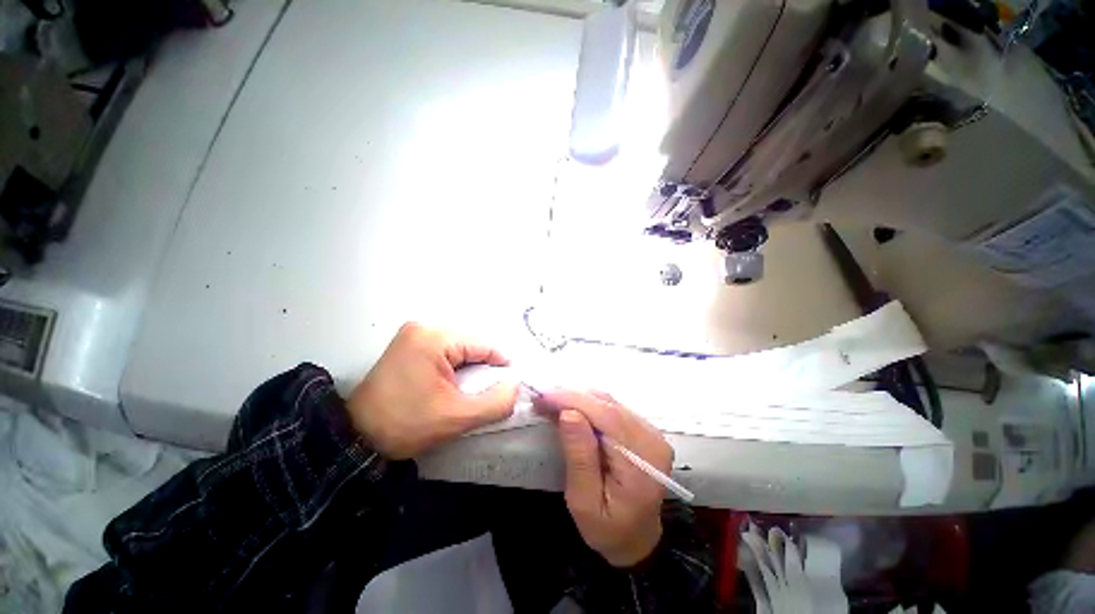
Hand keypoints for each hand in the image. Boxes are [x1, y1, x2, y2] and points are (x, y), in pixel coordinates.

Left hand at [348, 323, 518, 459]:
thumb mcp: (457, 417)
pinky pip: (444, 351)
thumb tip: (515, 385)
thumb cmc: (406, 425)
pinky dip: (455, 366)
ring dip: (469, 368)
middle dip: (483, 368)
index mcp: (434, 337)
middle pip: (471, 345)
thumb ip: (496, 402)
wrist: (355, 437)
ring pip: (459, 348)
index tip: (509, 386)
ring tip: (469, 390)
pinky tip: (452, 384)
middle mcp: (424, 327)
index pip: (483, 345)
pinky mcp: (408, 344)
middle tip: (486, 392)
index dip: (500, 365)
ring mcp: (413, 334)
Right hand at [537, 390, 672, 567]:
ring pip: (609, 402)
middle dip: (572, 397)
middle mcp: (651, 439)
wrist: (637, 538)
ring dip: (578, 399)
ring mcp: (650, 431)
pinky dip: (588, 405)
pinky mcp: (643, 428)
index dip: (574, 400)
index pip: (607, 417)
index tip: (543, 396)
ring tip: (551, 403)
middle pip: (608, 404)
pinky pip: (612, 407)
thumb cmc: (608, 529)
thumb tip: (568, 413)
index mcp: (642, 461)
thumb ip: (579, 457)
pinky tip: (570, 409)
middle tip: (542, 399)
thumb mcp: (584, 502)